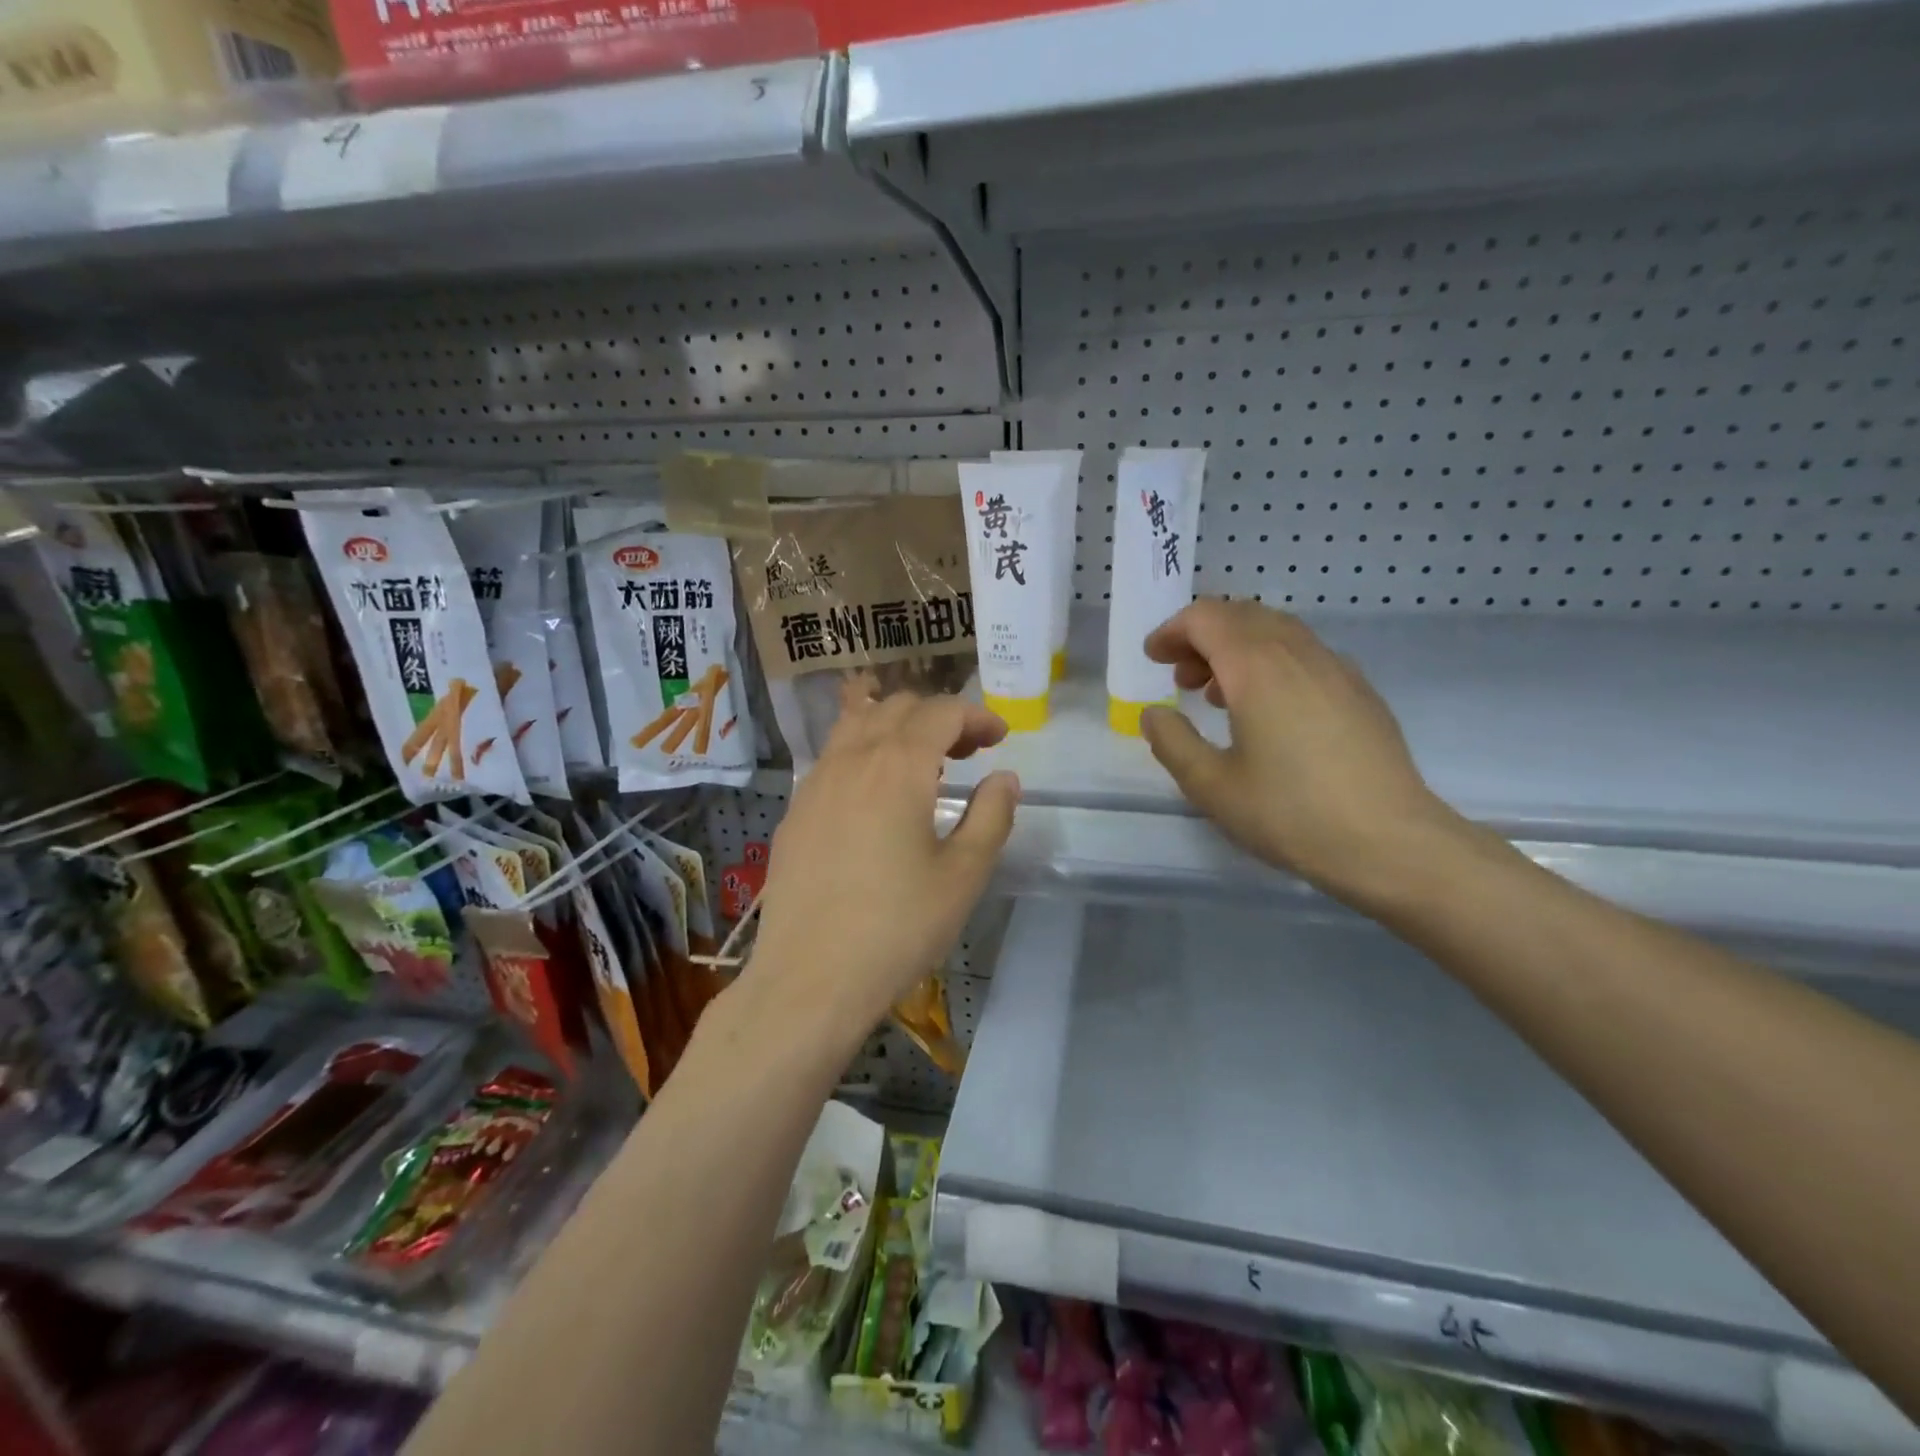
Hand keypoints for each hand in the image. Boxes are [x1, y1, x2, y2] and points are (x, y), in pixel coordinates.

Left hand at [747, 692, 1019, 1031]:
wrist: (809, 978)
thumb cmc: (897, 928)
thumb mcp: (963, 875)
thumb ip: (991, 816)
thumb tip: (1004, 778)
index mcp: (898, 766)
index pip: (941, 712)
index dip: (976, 715)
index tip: (1000, 737)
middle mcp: (852, 759)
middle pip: (897, 708)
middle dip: (939, 718)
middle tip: (969, 751)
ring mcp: (816, 782)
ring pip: (857, 724)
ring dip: (896, 727)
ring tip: (922, 763)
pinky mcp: (795, 810)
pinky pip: (833, 756)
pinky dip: (864, 752)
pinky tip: (875, 795)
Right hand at [1139, 600, 1460, 906]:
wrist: (1391, 842)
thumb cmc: (1290, 814)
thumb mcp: (1211, 786)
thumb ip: (1172, 742)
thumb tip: (1155, 713)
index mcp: (1256, 668)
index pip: (1206, 618)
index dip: (1172, 631)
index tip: (1154, 658)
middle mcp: (1297, 653)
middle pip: (1242, 615)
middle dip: (1202, 636)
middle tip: (1181, 677)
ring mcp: (1335, 668)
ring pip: (1276, 631)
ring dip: (1237, 647)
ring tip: (1218, 695)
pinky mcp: (1359, 691)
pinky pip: (1304, 653)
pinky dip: (1271, 662)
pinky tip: (1268, 710)